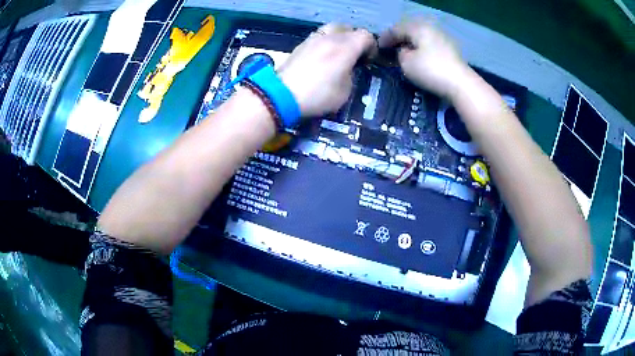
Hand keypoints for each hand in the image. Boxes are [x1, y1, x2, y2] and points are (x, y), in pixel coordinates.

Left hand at [278, 23, 375, 116]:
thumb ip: (351, 74)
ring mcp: (314, 38)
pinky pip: (319, 36)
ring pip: (333, 28)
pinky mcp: (301, 44)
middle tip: (354, 55)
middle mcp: (331, 37)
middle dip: (356, 39)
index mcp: (346, 47)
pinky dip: (326, 41)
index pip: (366, 35)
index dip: (372, 47)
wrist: (282, 95)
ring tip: (338, 53)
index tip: (368, 61)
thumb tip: (347, 68)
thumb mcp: (345, 91)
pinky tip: (322, 56)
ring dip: (340, 37)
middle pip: (349, 28)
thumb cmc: (318, 95)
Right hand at [378, 19, 468, 99]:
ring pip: (421, 37)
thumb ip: (399, 53)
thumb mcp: (406, 62)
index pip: (396, 29)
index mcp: (418, 28)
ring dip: (411, 44)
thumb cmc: (430, 70)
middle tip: (390, 48)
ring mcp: (442, 38)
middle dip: (399, 38)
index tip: (377, 47)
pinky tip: (419, 57)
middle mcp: (430, 28)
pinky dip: (421, 49)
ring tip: (404, 53)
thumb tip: (403, 51)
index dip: (385, 38)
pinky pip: (430, 44)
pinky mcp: (450, 50)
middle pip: (410, 30)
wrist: (460, 84)